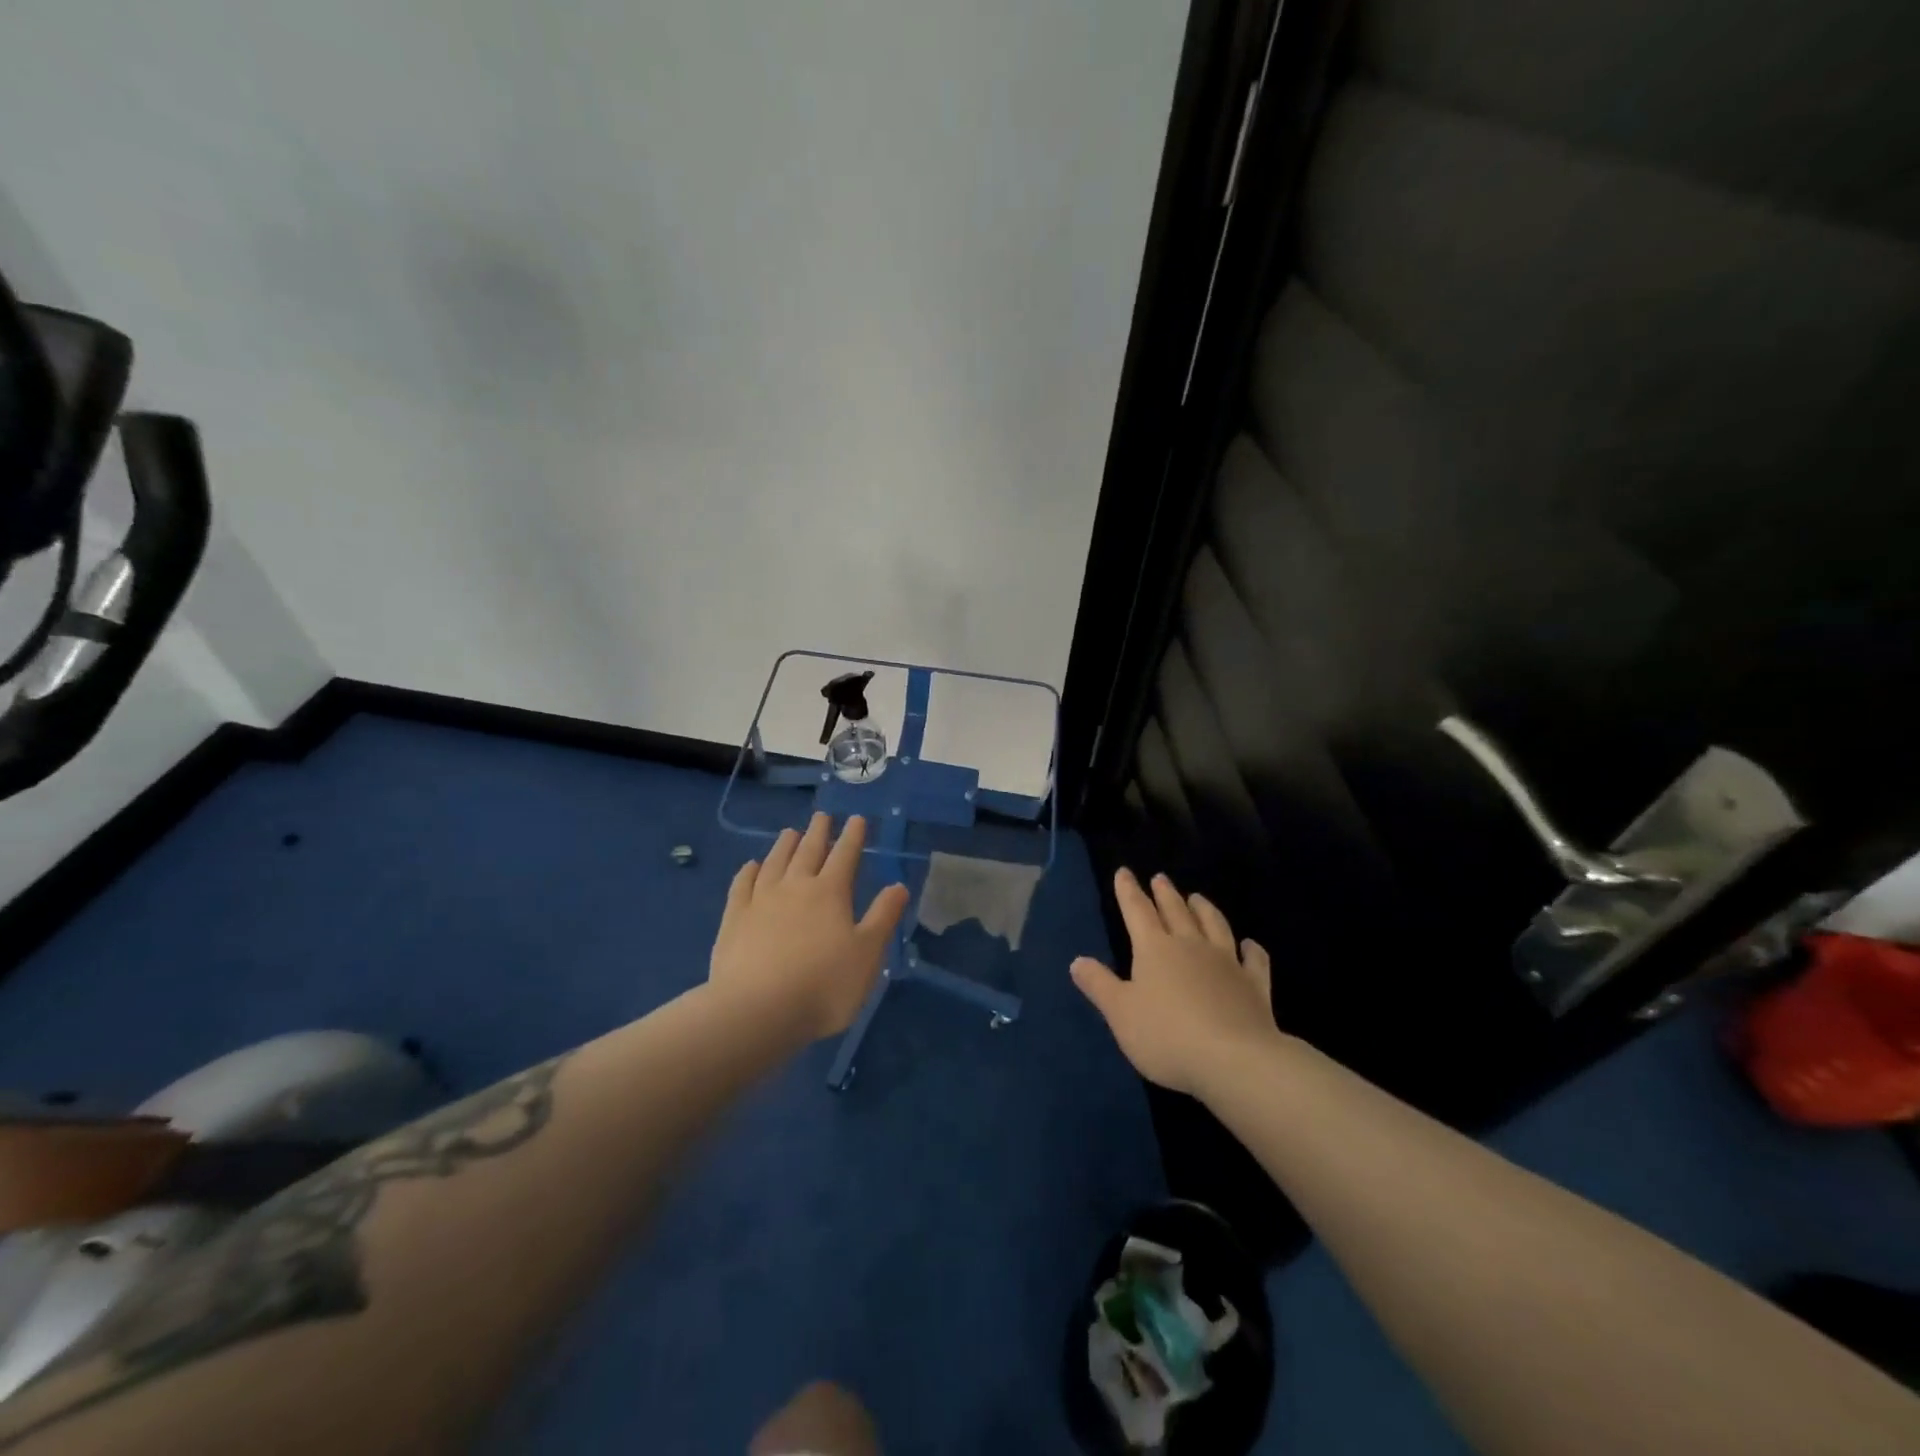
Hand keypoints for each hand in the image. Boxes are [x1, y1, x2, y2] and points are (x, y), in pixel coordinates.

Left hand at [709, 813, 909, 1043]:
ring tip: (790, 832)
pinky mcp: (733, 919)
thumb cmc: (823, 986)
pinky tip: (751, 866)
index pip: (845, 856)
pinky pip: (742, 885)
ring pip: (775, 862)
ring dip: (784, 845)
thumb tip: (899, 886)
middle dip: (819, 832)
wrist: (756, 1011)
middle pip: (808, 851)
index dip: (852, 836)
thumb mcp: (867, 955)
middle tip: (822, 816)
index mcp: (830, 893)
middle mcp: (795, 887)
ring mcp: (760, 900)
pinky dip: (748, 871)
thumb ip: (883, 917)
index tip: (857, 819)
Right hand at [1070, 868, 1282, 1098]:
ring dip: (1204, 909)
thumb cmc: (1167, 1036)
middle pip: (1176, 912)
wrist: (1234, 1060)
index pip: (1137, 911)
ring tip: (1197, 897)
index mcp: (1155, 949)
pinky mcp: (1255, 986)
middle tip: (1161, 878)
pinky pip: (1254, 960)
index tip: (1124, 872)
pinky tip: (1250, 945)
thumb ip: (1099, 985)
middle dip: (1165, 894)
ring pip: (1214, 926)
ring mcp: (1227, 963)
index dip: (1128, 891)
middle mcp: (1191, 946)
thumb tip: (1077, 960)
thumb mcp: (1120, 1013)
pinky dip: (1251, 949)